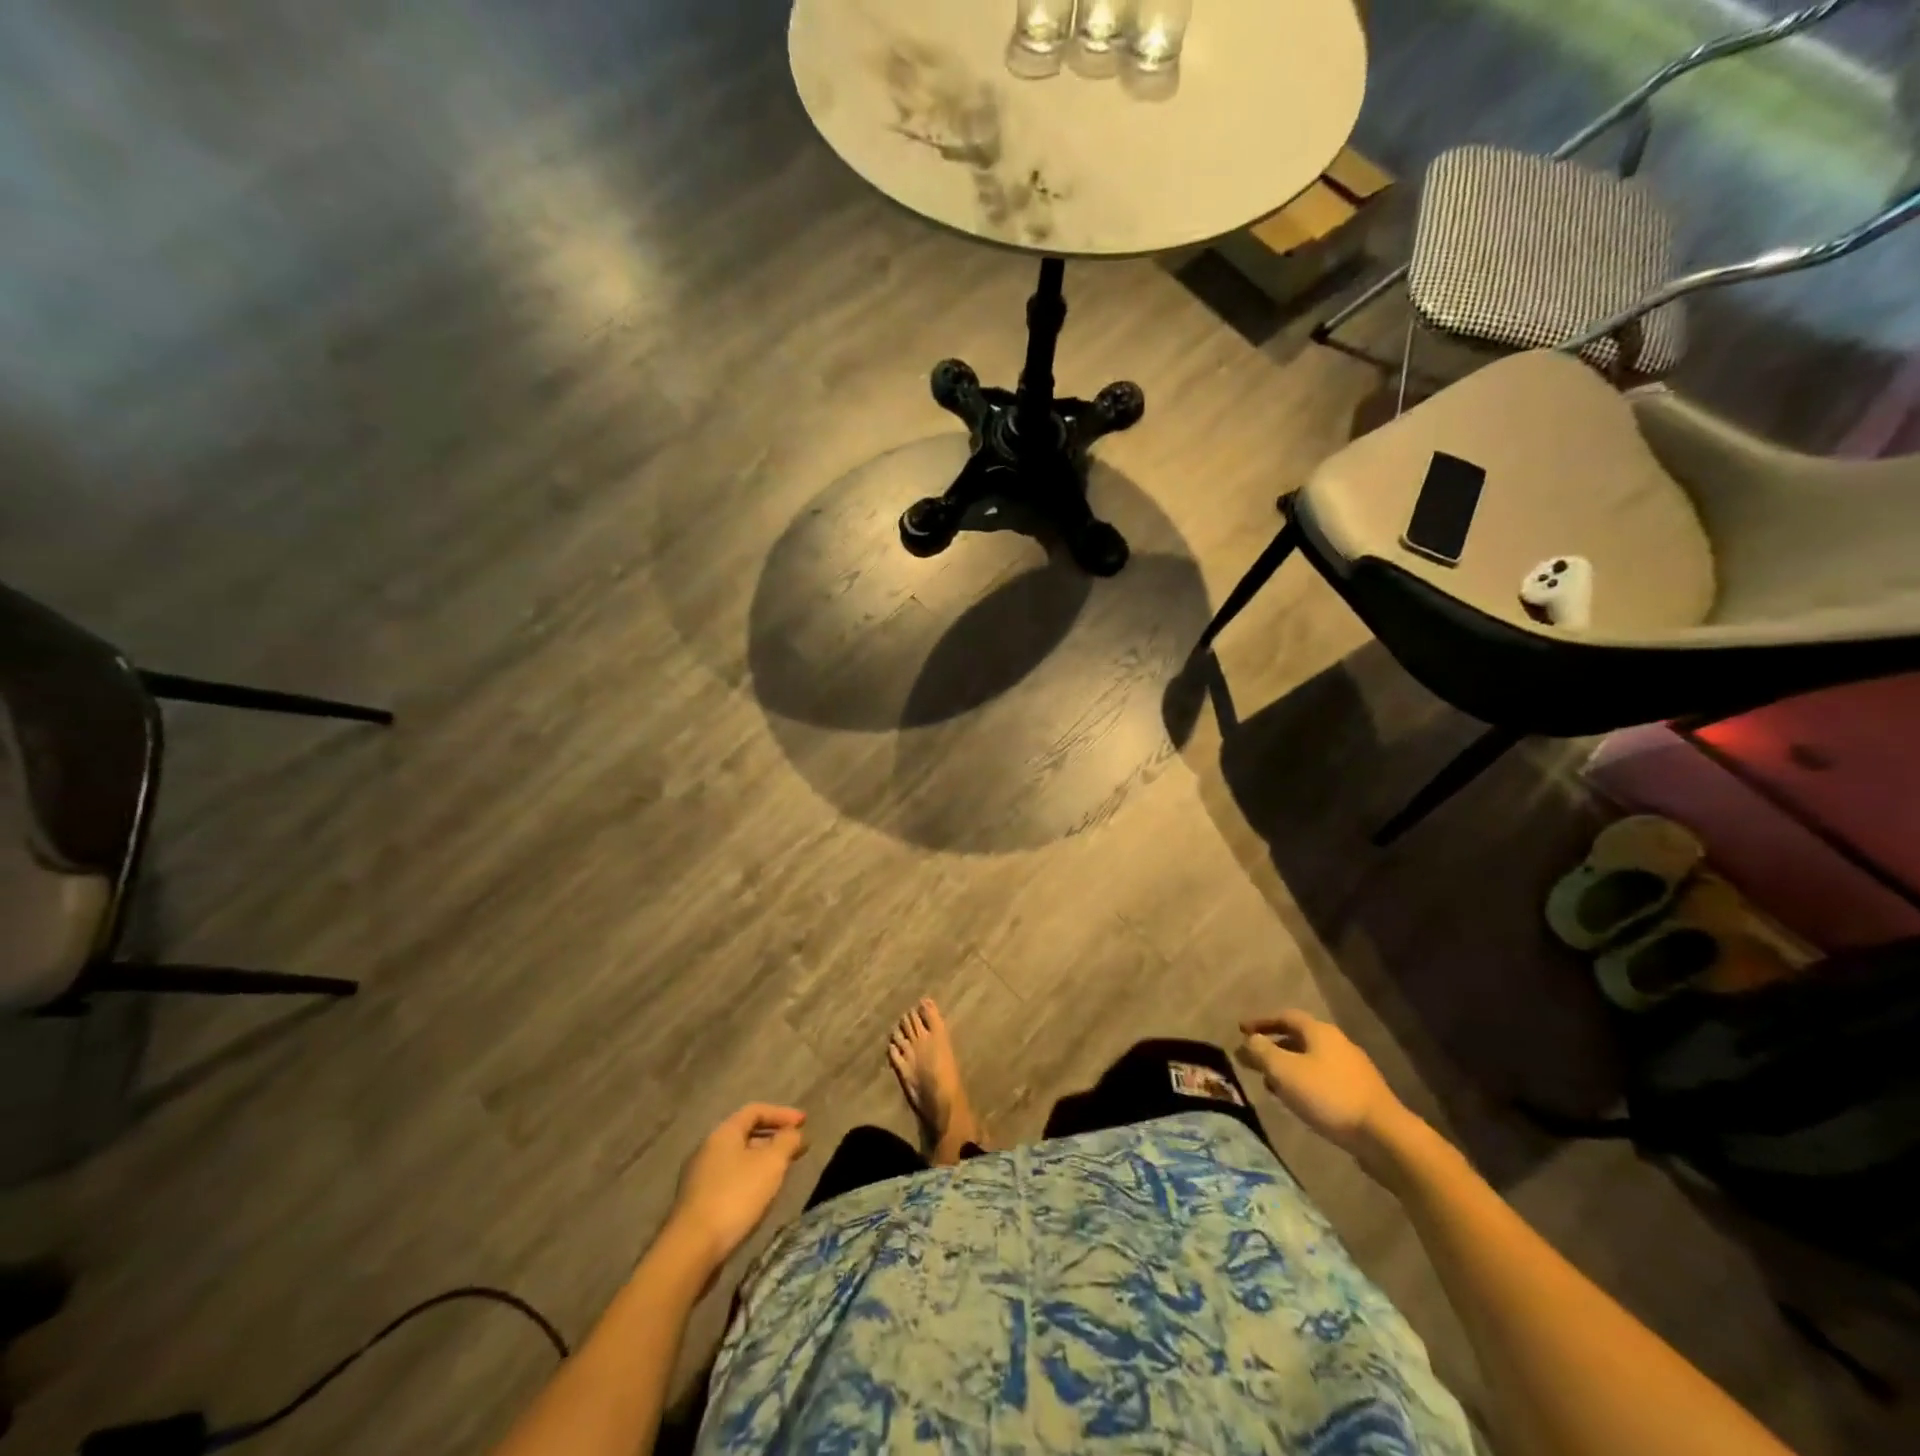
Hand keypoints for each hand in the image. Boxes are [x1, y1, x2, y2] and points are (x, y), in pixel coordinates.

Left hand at [665, 1104, 807, 1279]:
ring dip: (763, 1159)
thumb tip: (794, 1133)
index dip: (782, 1114)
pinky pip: (730, 1177)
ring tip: (782, 1171)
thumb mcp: (771, 1164)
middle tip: (797, 1147)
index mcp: (723, 1133)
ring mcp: (700, 1176)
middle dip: (774, 1137)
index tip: (804, 1123)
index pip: (755, 1110)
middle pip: (746, 1133)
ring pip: (738, 1157)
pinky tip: (760, 1194)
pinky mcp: (698, 1201)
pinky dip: (750, 1177)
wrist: (691, 1248)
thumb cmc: (735, 1196)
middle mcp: (708, 1148)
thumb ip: (786, 1142)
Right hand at [1237, 1011, 1407, 1158]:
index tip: (1241, 1031)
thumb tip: (1249, 1040)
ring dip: (1288, 1068)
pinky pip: (1324, 1080)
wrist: (1385, 1136)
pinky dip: (1304, 1083)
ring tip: (1270, 1084)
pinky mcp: (1361, 1094)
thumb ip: (1262, 1052)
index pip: (1285, 1016)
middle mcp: (1338, 1044)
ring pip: (1311, 1060)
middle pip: (1299, 1038)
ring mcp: (1353, 1069)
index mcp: (1320, 1032)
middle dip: (1273, 1047)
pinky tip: (1298, 1101)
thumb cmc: (1329, 1096)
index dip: (1261, 1022)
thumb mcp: (1285, 1071)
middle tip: (1253, 1059)